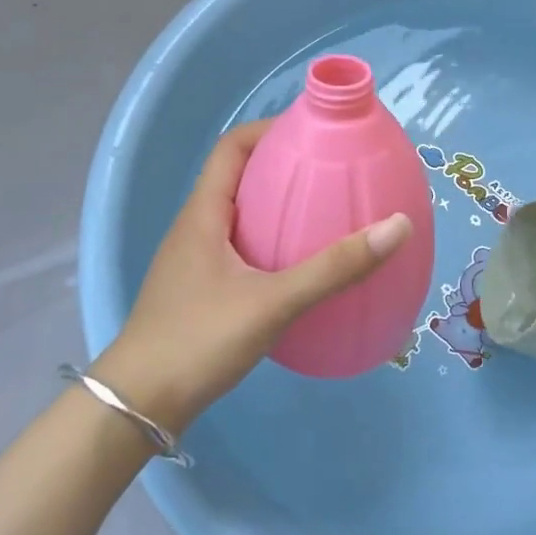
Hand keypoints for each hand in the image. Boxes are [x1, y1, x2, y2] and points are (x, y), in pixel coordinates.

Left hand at [90, 120, 412, 433]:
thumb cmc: (199, 340)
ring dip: (277, 206)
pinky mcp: (201, 291)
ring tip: (324, 213)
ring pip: (240, 215)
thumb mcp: (272, 302)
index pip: (232, 147)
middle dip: (283, 166)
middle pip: (238, 177)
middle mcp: (196, 228)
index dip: (270, 129)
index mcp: (203, 214)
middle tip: (331, 172)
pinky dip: (271, 243)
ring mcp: (195, 261)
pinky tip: (300, 267)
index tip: (314, 132)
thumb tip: (396, 227)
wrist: (138, 405)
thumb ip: (334, 268)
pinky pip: (241, 249)